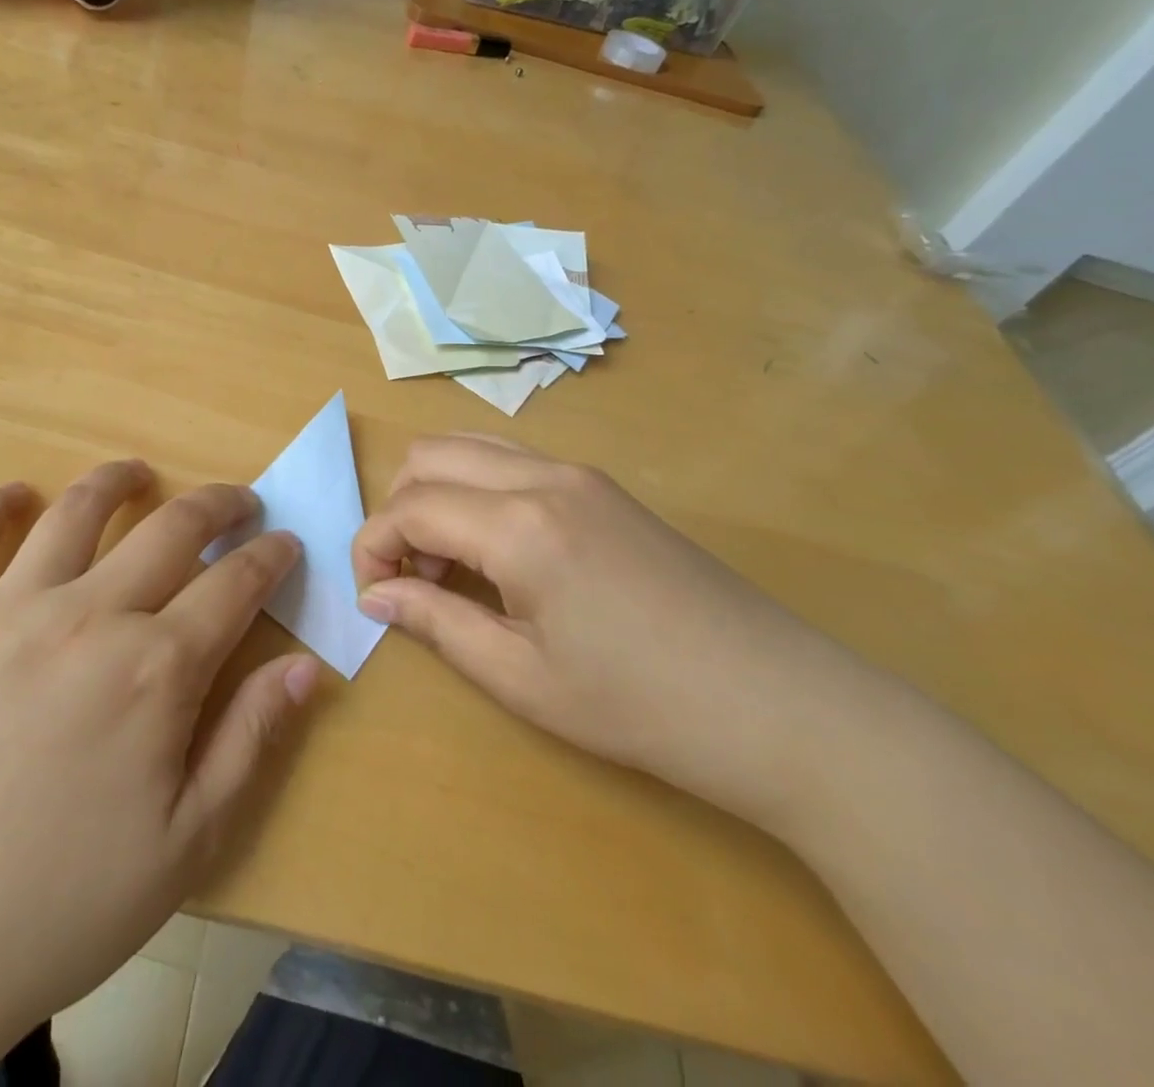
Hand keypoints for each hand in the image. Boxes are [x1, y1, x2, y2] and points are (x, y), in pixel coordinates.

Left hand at [0, 461, 317, 1073]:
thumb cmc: (56, 904)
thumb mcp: (185, 843)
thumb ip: (250, 741)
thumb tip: (306, 667)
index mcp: (156, 668)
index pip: (235, 584)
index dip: (271, 557)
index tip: (289, 543)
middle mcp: (91, 614)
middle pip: (172, 528)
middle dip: (219, 505)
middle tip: (240, 503)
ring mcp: (11, 608)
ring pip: (77, 511)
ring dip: (118, 481)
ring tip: (140, 473)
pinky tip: (16, 494)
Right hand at [352, 435, 861, 822]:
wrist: (782, 706)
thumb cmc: (641, 706)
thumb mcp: (522, 678)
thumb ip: (435, 623)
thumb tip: (374, 596)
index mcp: (520, 524)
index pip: (410, 507)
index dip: (372, 546)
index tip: (371, 595)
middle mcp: (544, 476)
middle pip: (431, 455)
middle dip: (399, 510)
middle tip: (410, 579)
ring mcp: (580, 474)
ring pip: (472, 447)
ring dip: (438, 494)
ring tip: (450, 566)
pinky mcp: (605, 487)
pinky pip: (513, 461)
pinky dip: (478, 490)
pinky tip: (498, 553)